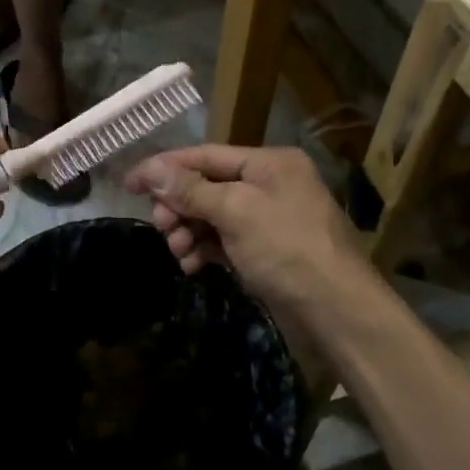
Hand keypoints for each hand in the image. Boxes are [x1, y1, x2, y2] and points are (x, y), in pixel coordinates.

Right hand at [125, 145, 361, 318]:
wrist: (341, 315)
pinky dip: (205, 249)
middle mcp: (270, 184)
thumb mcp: (236, 212)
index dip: (164, 167)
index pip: (205, 155)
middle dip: (179, 205)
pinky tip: (192, 265)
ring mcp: (269, 219)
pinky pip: (225, 240)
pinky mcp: (267, 251)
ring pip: (213, 215)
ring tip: (178, 250)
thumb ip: (191, 190)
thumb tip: (151, 170)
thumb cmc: (288, 250)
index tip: (128, 183)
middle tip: (160, 226)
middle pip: (207, 185)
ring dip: (189, 229)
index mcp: (269, 162)